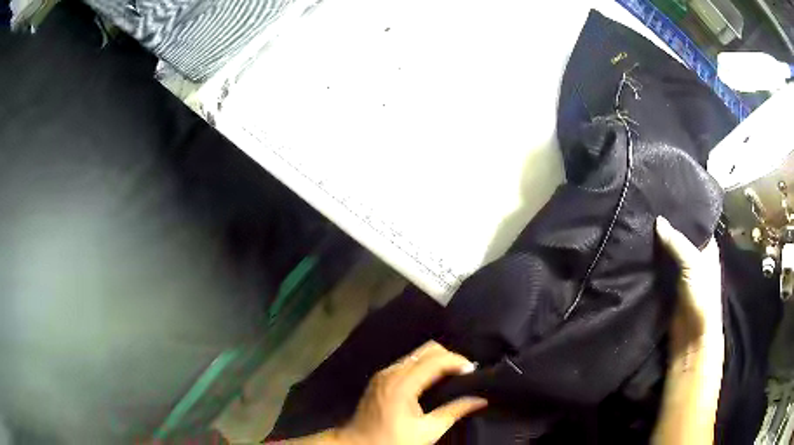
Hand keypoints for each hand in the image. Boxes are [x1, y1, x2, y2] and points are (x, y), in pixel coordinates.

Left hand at [336, 341, 486, 444]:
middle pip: (426, 350)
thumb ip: (455, 412)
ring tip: (453, 375)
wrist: (359, 444)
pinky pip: (407, 362)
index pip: (435, 359)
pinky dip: (424, 365)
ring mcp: (383, 373)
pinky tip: (434, 379)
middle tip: (465, 372)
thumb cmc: (392, 441)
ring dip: (437, 360)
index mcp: (402, 384)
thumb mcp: (428, 431)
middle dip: (449, 356)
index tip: (473, 370)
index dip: (457, 361)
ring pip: (416, 354)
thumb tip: (480, 400)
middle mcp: (391, 372)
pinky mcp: (380, 378)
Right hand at [652, 218, 723, 444]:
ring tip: (639, 222)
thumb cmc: (701, 296)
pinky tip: (638, 249)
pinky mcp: (668, 287)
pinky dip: (651, 260)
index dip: (682, 210)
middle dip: (666, 225)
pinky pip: (659, 268)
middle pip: (679, 236)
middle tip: (646, 206)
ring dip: (656, 243)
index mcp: (706, 247)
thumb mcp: (693, 264)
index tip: (664, 195)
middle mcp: (695, 256)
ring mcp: (681, 272)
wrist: (691, 337)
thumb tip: (657, 220)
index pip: (695, 222)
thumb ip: (676, 242)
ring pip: (668, 251)